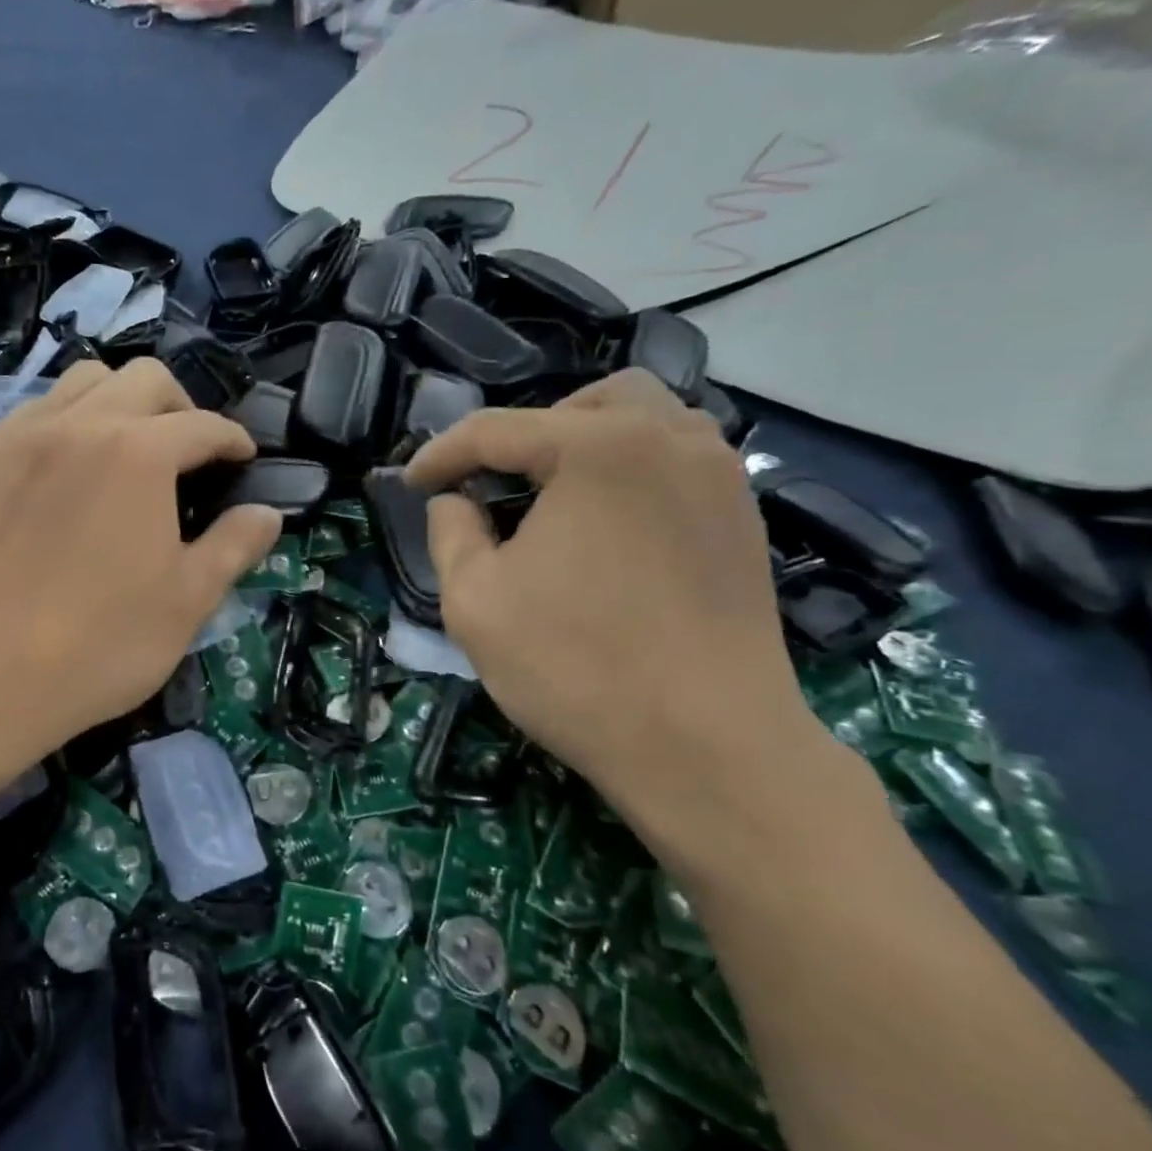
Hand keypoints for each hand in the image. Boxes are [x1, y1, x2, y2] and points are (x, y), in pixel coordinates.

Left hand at [0, 359, 281, 760]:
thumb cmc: (100, 643)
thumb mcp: (188, 601)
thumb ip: (234, 546)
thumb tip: (268, 514)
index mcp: (139, 453)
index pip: (203, 425)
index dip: (233, 440)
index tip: (244, 460)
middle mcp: (80, 425)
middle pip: (144, 379)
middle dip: (181, 406)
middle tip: (191, 453)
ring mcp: (21, 438)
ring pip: (82, 382)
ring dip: (120, 401)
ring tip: (129, 450)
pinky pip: (34, 413)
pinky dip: (67, 422)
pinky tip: (69, 472)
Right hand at [406, 371, 837, 871]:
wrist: (708, 748)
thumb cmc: (576, 667)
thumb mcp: (473, 599)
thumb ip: (450, 531)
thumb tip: (456, 500)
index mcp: (598, 447)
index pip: (497, 431)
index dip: (441, 455)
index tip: (409, 485)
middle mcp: (670, 439)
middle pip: (584, 402)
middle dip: (527, 434)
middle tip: (494, 485)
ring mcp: (718, 476)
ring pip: (644, 421)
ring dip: (584, 444)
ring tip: (550, 499)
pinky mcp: (743, 519)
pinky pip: (676, 462)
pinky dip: (629, 473)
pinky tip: (605, 529)